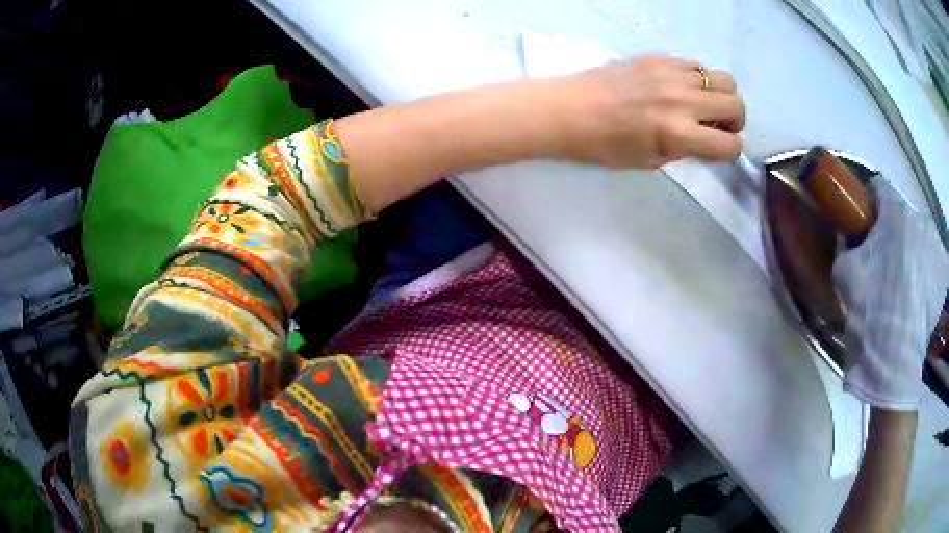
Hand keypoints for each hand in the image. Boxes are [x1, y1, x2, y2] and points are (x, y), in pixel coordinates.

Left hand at [552, 56, 745, 168]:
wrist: (570, 109)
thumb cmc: (605, 145)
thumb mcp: (650, 160)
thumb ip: (686, 150)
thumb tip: (708, 139)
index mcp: (679, 134)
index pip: (731, 145)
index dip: (728, 151)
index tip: (715, 149)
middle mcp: (683, 100)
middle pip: (736, 105)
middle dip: (734, 121)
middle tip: (716, 125)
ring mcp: (672, 74)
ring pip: (723, 79)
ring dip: (720, 96)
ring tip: (702, 104)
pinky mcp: (659, 57)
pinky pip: (697, 65)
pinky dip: (699, 79)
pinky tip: (682, 87)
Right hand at [833, 176, 948, 409]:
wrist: (896, 361)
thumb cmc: (872, 311)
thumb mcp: (845, 274)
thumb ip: (846, 245)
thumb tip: (850, 238)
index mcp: (895, 213)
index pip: (879, 187)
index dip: (869, 202)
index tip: (864, 223)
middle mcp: (920, 220)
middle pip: (903, 216)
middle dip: (893, 232)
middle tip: (884, 263)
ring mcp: (936, 245)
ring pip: (919, 237)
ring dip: (911, 251)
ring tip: (904, 286)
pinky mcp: (943, 272)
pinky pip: (931, 260)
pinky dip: (924, 271)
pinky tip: (917, 297)